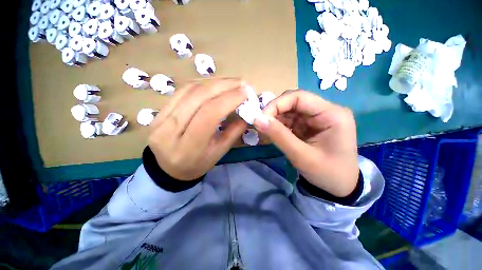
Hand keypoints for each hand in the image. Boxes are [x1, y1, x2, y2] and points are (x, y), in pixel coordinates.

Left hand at [149, 78, 247, 180]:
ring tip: (230, 82)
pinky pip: (180, 92)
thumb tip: (246, 113)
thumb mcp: (219, 153)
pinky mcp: (157, 113)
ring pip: (188, 91)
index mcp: (188, 147)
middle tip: (240, 82)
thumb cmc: (198, 164)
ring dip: (213, 82)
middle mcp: (169, 131)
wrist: (169, 169)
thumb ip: (233, 132)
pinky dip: (200, 85)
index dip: (228, 99)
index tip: (245, 92)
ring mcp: (159, 120)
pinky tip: (213, 84)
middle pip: (198, 98)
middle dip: (223, 86)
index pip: (209, 115)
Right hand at [254, 90, 357, 196]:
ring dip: (276, 119)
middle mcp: (326, 111)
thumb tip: (257, 119)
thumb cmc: (327, 173)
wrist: (339, 187)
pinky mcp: (310, 125)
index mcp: (332, 114)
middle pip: (294, 102)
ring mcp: (317, 118)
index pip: (300, 97)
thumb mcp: (301, 156)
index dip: (277, 104)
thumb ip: (279, 136)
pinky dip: (280, 125)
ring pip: (290, 110)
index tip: (261, 117)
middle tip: (261, 124)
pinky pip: (291, 120)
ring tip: (266, 131)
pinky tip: (274, 133)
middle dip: (275, 111)